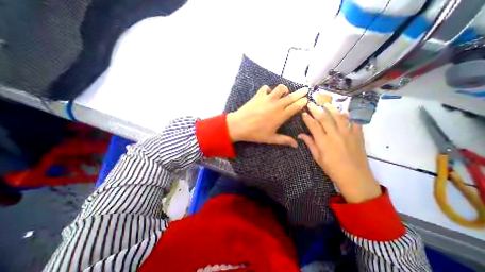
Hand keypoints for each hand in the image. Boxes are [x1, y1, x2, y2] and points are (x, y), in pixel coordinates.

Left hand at [227, 85, 305, 147]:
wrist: (239, 125)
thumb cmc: (256, 133)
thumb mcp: (271, 138)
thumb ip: (284, 140)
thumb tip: (296, 145)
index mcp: (281, 115)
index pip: (295, 107)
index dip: (302, 102)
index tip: (307, 99)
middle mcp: (277, 105)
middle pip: (291, 96)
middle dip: (300, 92)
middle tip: (305, 89)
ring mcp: (268, 98)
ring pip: (280, 88)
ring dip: (284, 89)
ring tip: (285, 92)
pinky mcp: (259, 95)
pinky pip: (266, 88)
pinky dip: (268, 89)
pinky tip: (267, 93)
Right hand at [298, 101, 380, 201]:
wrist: (355, 177)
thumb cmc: (332, 168)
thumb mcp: (318, 157)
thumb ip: (310, 144)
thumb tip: (301, 135)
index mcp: (323, 141)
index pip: (313, 125)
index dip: (307, 118)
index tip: (303, 113)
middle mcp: (335, 135)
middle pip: (324, 118)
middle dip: (316, 109)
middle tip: (311, 103)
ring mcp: (348, 134)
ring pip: (339, 117)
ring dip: (331, 109)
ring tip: (326, 104)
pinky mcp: (358, 135)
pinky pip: (354, 122)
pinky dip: (349, 116)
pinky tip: (345, 113)